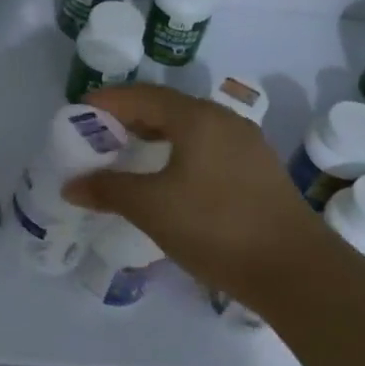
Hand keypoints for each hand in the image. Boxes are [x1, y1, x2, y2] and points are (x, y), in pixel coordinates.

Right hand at [62, 83, 332, 301]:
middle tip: (97, 137)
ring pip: (190, 131)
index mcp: (198, 118)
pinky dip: (178, 155)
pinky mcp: (258, 172)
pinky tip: (167, 181)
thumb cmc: (215, 227)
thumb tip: (71, 186)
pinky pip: (207, 150)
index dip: (108, 101)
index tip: (78, 112)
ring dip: (155, 138)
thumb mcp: (151, 208)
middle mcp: (225, 122)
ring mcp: (247, 146)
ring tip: (127, 157)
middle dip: (129, 119)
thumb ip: (108, 190)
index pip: (143, 95)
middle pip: (167, 109)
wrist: (293, 269)